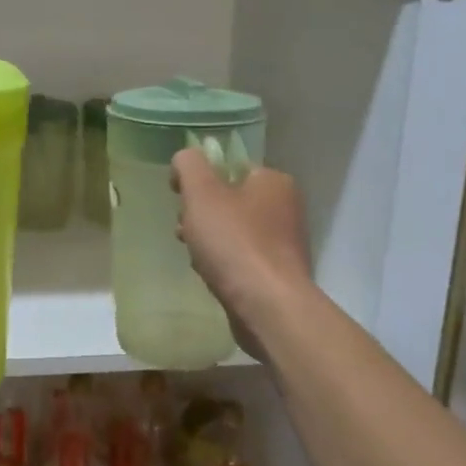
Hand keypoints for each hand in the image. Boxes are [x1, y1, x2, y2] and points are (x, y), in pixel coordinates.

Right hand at [171, 149, 310, 358]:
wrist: (267, 306)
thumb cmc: (234, 242)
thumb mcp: (202, 193)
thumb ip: (189, 166)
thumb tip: (185, 158)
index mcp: (274, 181)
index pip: (230, 167)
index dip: (200, 179)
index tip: (180, 198)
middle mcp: (285, 208)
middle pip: (229, 200)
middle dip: (201, 214)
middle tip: (185, 229)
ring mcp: (283, 243)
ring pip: (232, 231)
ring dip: (208, 240)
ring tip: (195, 256)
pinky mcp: (277, 274)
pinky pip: (241, 259)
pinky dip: (222, 263)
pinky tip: (210, 275)